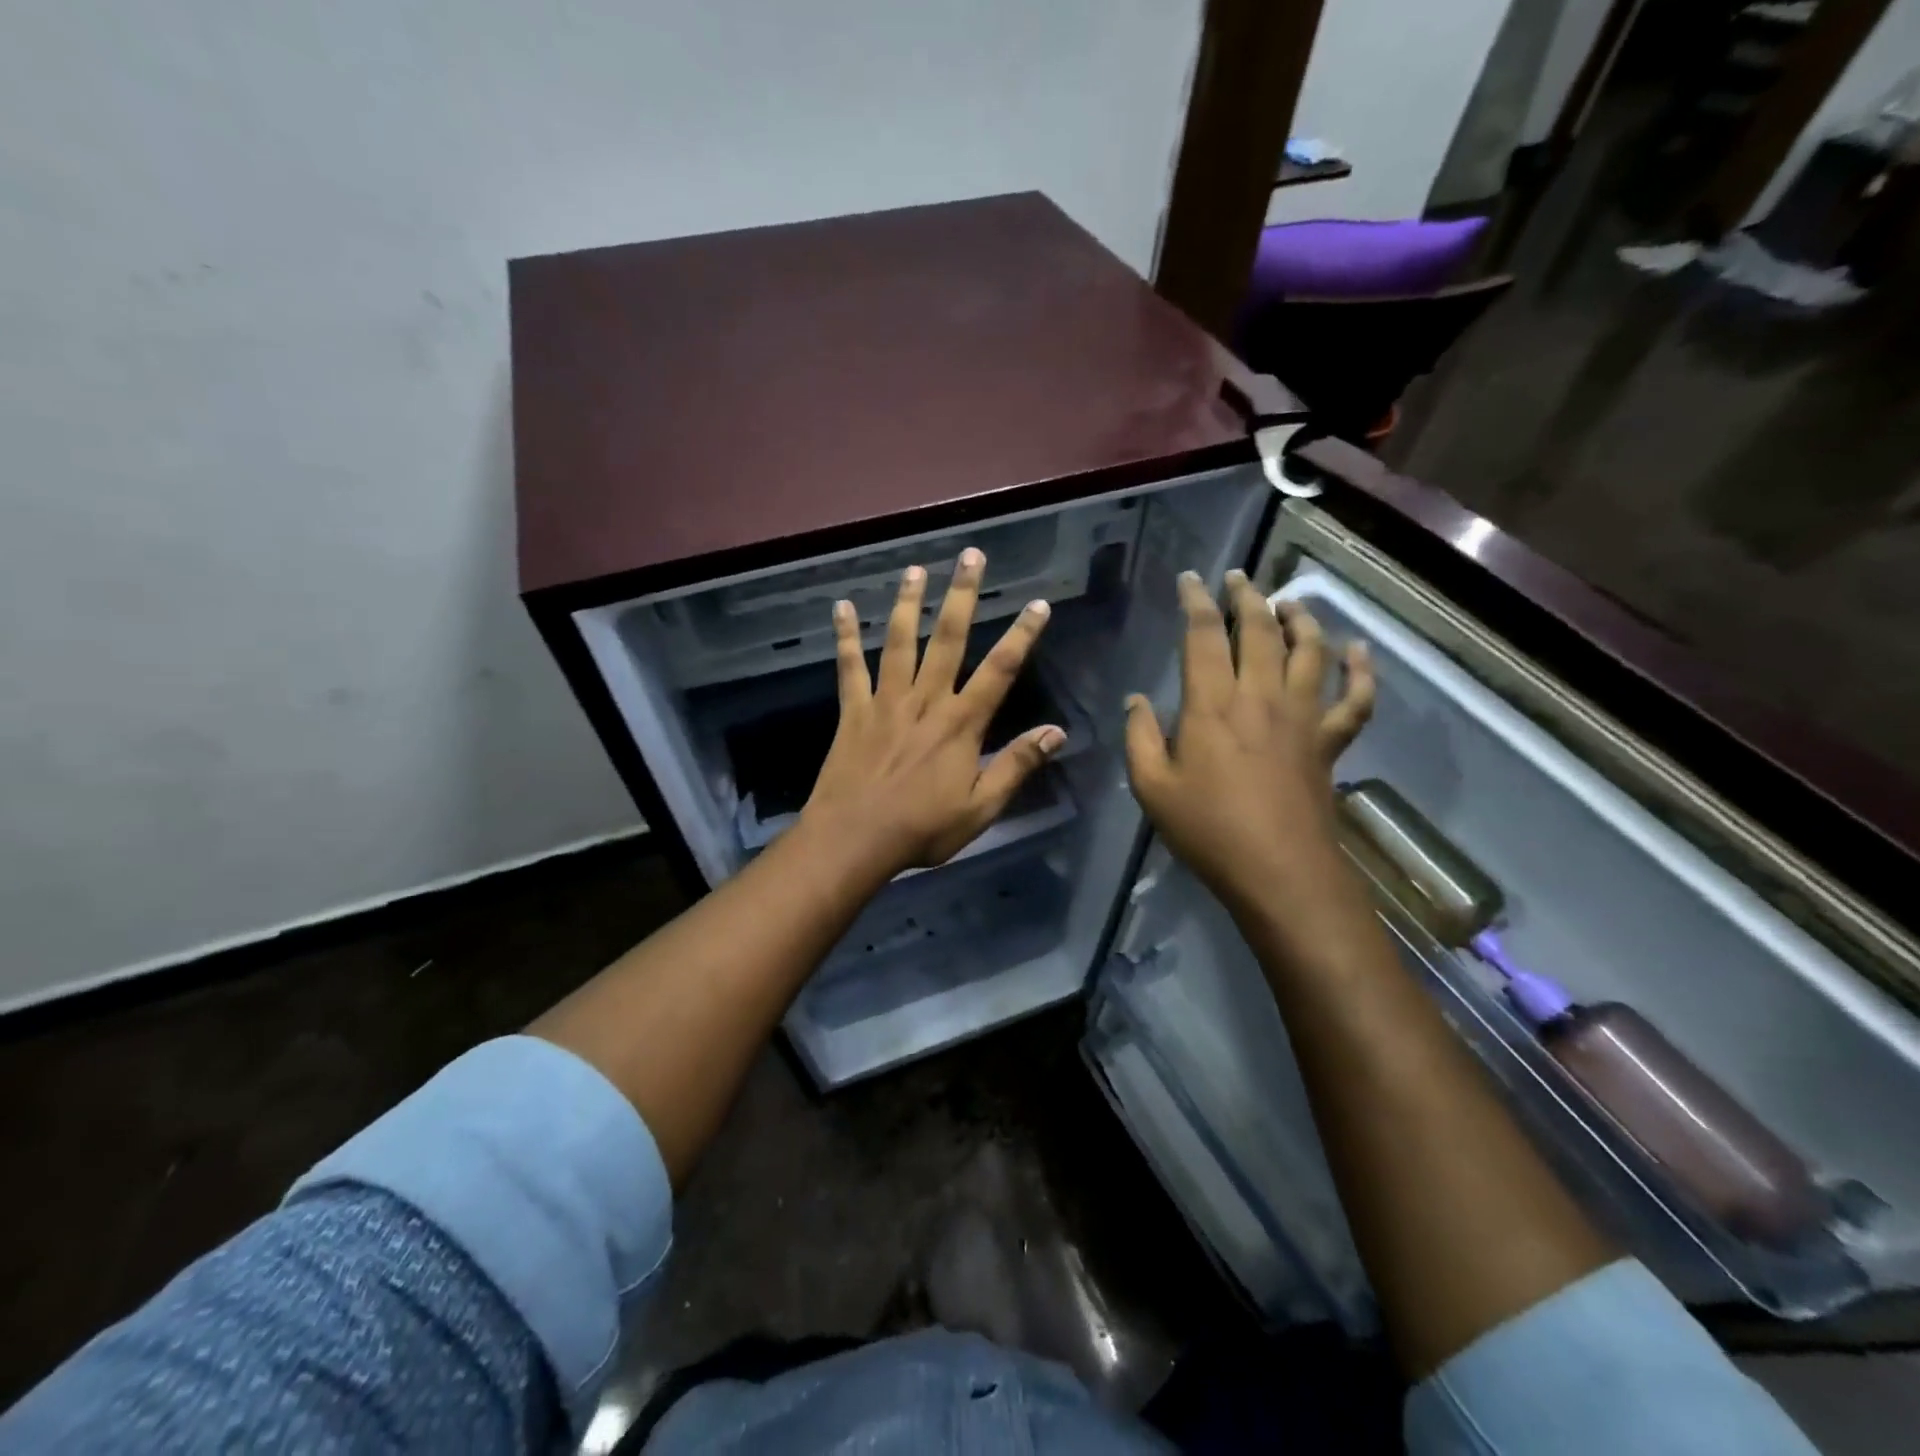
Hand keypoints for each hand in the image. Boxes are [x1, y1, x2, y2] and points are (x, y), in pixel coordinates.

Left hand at [800, 548, 1064, 879]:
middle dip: (963, 596)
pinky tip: (842, 607)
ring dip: (910, 603)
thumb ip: (1017, 766)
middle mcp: (926, 701)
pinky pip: (849, 667)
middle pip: (949, 639)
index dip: (1022, 635)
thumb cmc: (922, 829)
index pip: (1000, 670)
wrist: (855, 839)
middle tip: (971, 556)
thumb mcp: (981, 808)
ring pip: (901, 642)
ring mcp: (886, 702)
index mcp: (961, 724)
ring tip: (917, 569)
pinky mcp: (853, 711)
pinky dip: (846, 637)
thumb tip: (1056, 732)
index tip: (1038, 604)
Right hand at [1125, 569, 1373, 919]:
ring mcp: (1301, 716)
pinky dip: (1360, 671)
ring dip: (1299, 619)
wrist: (1278, 869)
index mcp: (1211, 705)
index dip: (1196, 602)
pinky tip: (1357, 651)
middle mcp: (1259, 696)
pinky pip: (1354, 698)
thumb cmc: (1207, 829)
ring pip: (1309, 650)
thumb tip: (1136, 701)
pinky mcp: (1328, 741)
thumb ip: (1140, 737)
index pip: (1203, 636)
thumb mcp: (1151, 787)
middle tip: (1238, 578)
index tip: (1190, 580)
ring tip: (1287, 601)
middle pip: (1259, 630)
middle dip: (1246, 598)